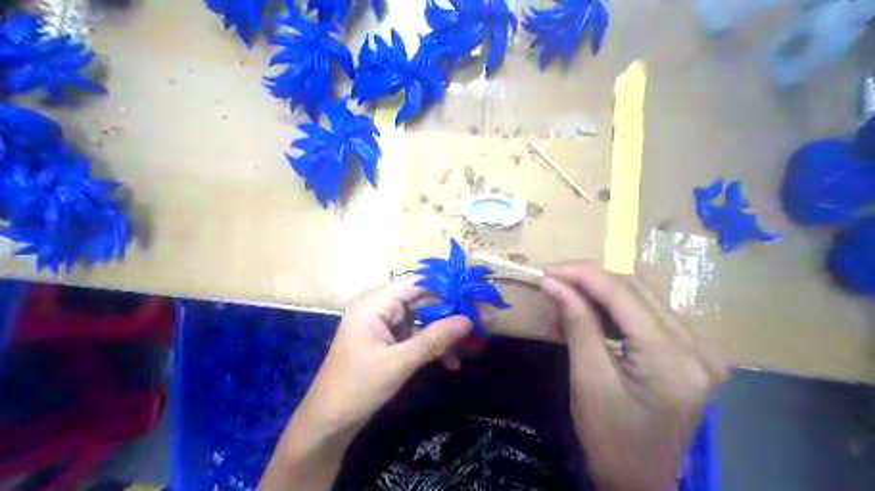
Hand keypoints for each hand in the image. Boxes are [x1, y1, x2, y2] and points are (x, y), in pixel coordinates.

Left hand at [294, 276, 474, 437]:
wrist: (328, 421)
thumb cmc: (359, 387)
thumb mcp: (400, 362)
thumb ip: (435, 339)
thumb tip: (469, 320)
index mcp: (374, 303)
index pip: (417, 283)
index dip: (447, 286)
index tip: (475, 296)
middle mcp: (378, 307)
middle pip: (422, 300)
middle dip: (451, 312)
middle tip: (483, 320)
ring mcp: (382, 324)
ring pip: (421, 318)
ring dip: (444, 332)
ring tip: (472, 343)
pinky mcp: (386, 340)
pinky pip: (414, 334)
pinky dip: (432, 345)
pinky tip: (451, 361)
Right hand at [545, 263, 728, 490]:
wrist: (641, 481)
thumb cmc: (610, 440)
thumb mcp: (588, 381)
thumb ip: (577, 324)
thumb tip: (553, 282)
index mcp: (673, 359)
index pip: (623, 294)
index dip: (582, 274)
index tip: (546, 269)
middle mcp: (697, 346)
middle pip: (637, 289)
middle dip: (590, 279)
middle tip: (553, 279)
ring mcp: (700, 349)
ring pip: (643, 297)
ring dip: (602, 291)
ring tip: (567, 294)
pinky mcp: (692, 352)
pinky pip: (649, 314)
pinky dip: (616, 307)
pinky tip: (592, 312)